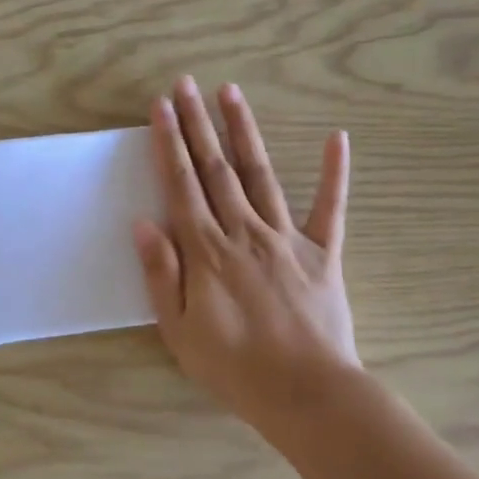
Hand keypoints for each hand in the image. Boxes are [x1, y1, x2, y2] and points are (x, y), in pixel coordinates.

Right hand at [133, 78, 359, 431]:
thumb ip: (161, 274)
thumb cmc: (235, 367)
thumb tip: (142, 223)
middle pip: (215, 168)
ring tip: (231, 92)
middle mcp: (244, 231)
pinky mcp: (323, 252)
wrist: (308, 394)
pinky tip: (337, 137)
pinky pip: (330, 207)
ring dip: (244, 130)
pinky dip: (334, 172)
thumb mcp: (180, 331)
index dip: (169, 143)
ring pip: (261, 173)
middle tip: (185, 84)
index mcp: (206, 250)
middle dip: (198, 123)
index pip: (181, 184)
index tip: (161, 107)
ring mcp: (287, 238)